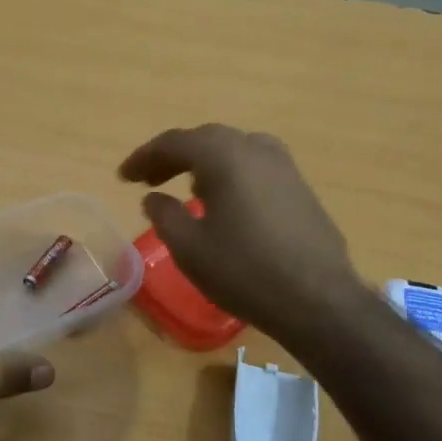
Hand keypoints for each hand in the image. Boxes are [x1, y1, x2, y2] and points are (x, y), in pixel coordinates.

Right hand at [119, 124, 360, 349]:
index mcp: (225, 156)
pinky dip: (231, 175)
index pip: (174, 142)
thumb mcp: (190, 248)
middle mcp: (256, 149)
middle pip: (206, 140)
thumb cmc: (244, 271)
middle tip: (149, 180)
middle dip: (174, 157)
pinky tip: (226, 204)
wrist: (318, 300)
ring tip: (187, 189)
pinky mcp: (301, 189)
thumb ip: (164, 215)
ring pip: (235, 151)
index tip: (123, 177)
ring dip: (205, 164)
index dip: (144, 157)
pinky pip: (256, 168)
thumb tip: (154, 198)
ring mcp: (285, 167)